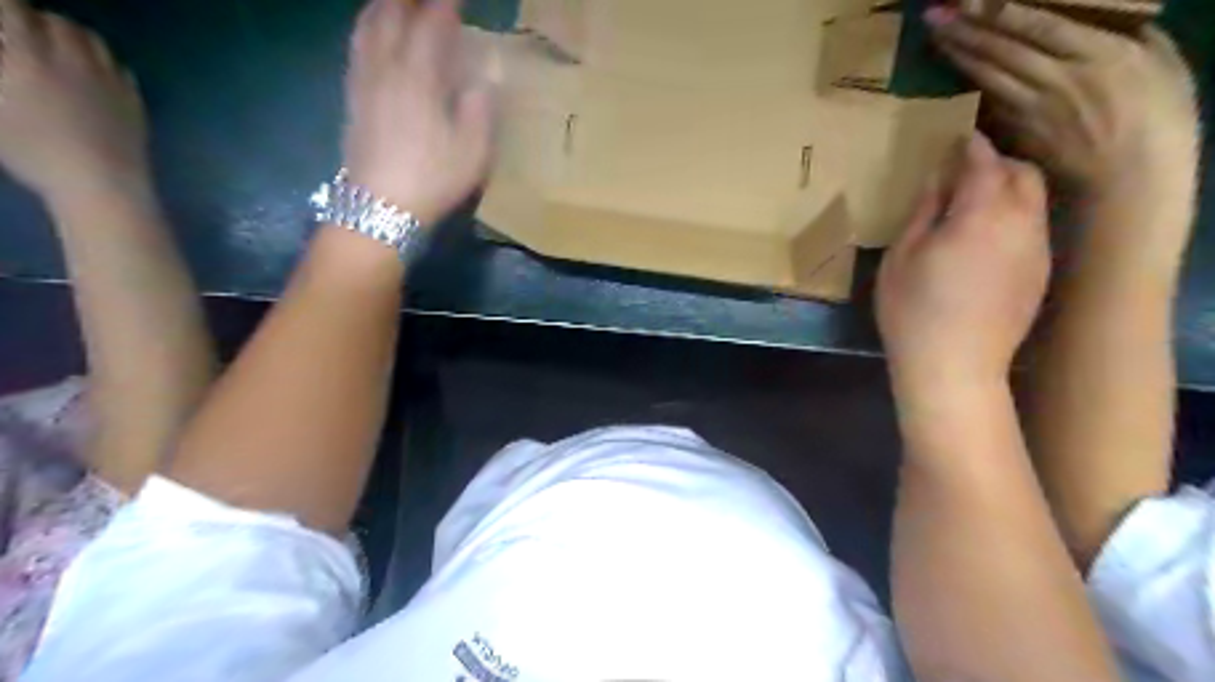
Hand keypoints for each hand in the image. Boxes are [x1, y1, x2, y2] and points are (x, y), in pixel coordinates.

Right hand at [0, 0, 147, 208]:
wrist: (102, 182)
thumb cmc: (34, 150)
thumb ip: (0, 72)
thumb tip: (8, 61)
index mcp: (29, 56)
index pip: (13, 8)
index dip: (5, 7)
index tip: (3, 17)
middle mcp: (74, 61)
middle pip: (59, 22)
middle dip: (38, 20)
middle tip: (25, 31)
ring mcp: (112, 82)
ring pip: (94, 42)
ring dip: (74, 37)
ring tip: (59, 48)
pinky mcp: (135, 101)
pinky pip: (121, 69)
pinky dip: (104, 63)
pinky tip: (94, 74)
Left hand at [341, 1, 493, 227]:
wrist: (379, 208)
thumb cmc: (432, 180)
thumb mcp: (473, 152)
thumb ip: (480, 108)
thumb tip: (483, 77)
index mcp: (420, 78)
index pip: (432, 23)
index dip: (446, 3)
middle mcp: (387, 67)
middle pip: (392, 12)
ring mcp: (364, 80)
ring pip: (368, 24)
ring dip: (385, 4)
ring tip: (399, 1)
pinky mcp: (352, 96)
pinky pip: (357, 45)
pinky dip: (367, 25)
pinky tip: (373, 29)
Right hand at [878, 133, 1048, 389]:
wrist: (955, 367)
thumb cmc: (914, 310)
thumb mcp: (902, 257)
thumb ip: (925, 211)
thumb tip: (938, 179)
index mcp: (982, 214)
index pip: (984, 162)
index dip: (970, 146)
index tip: (955, 139)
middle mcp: (1022, 223)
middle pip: (1022, 173)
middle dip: (997, 163)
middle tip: (964, 171)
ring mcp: (1037, 249)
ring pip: (1034, 200)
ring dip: (1009, 189)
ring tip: (974, 202)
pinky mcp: (1041, 272)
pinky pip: (1034, 227)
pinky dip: (1015, 216)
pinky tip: (986, 237)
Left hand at [927, 3, 1199, 202]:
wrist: (1129, 177)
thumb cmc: (1159, 116)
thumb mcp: (1159, 62)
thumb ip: (1126, 35)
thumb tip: (1097, 16)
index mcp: (1097, 54)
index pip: (1037, 26)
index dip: (999, 12)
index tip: (970, 0)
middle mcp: (1057, 78)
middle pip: (1002, 49)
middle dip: (966, 30)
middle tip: (935, 16)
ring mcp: (1032, 108)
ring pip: (988, 75)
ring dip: (959, 56)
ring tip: (937, 38)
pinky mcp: (1018, 131)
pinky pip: (990, 103)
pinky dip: (969, 87)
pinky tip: (952, 75)